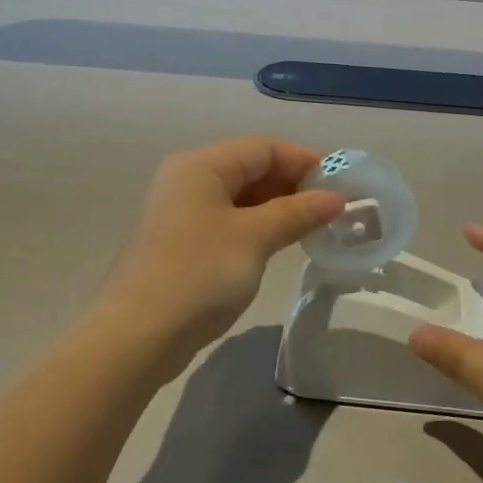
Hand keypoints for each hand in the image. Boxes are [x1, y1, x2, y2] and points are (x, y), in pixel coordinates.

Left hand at [92, 137, 343, 375]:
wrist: (139, 334)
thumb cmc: (199, 274)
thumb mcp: (254, 238)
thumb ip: (298, 213)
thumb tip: (337, 198)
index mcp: (201, 166)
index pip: (264, 148)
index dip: (306, 160)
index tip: (344, 184)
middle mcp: (189, 181)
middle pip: (252, 169)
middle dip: (295, 185)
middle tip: (336, 208)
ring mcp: (184, 214)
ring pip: (243, 199)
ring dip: (281, 208)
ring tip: (319, 227)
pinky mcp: (184, 245)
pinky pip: (232, 223)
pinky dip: (261, 228)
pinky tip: (285, 244)